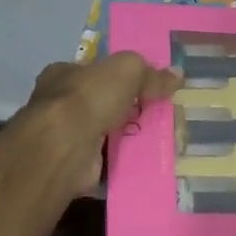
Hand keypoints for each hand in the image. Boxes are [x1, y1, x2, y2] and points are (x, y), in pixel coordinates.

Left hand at [21, 53, 181, 192]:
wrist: (65, 146)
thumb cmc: (90, 97)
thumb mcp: (127, 70)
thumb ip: (150, 73)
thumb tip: (177, 74)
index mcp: (63, 74)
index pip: (93, 71)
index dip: (118, 76)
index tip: (144, 85)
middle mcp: (58, 104)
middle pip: (100, 103)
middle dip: (126, 108)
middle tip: (157, 113)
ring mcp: (65, 137)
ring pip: (104, 132)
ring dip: (127, 135)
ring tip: (161, 138)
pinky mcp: (74, 165)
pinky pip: (107, 160)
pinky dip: (124, 160)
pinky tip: (147, 161)